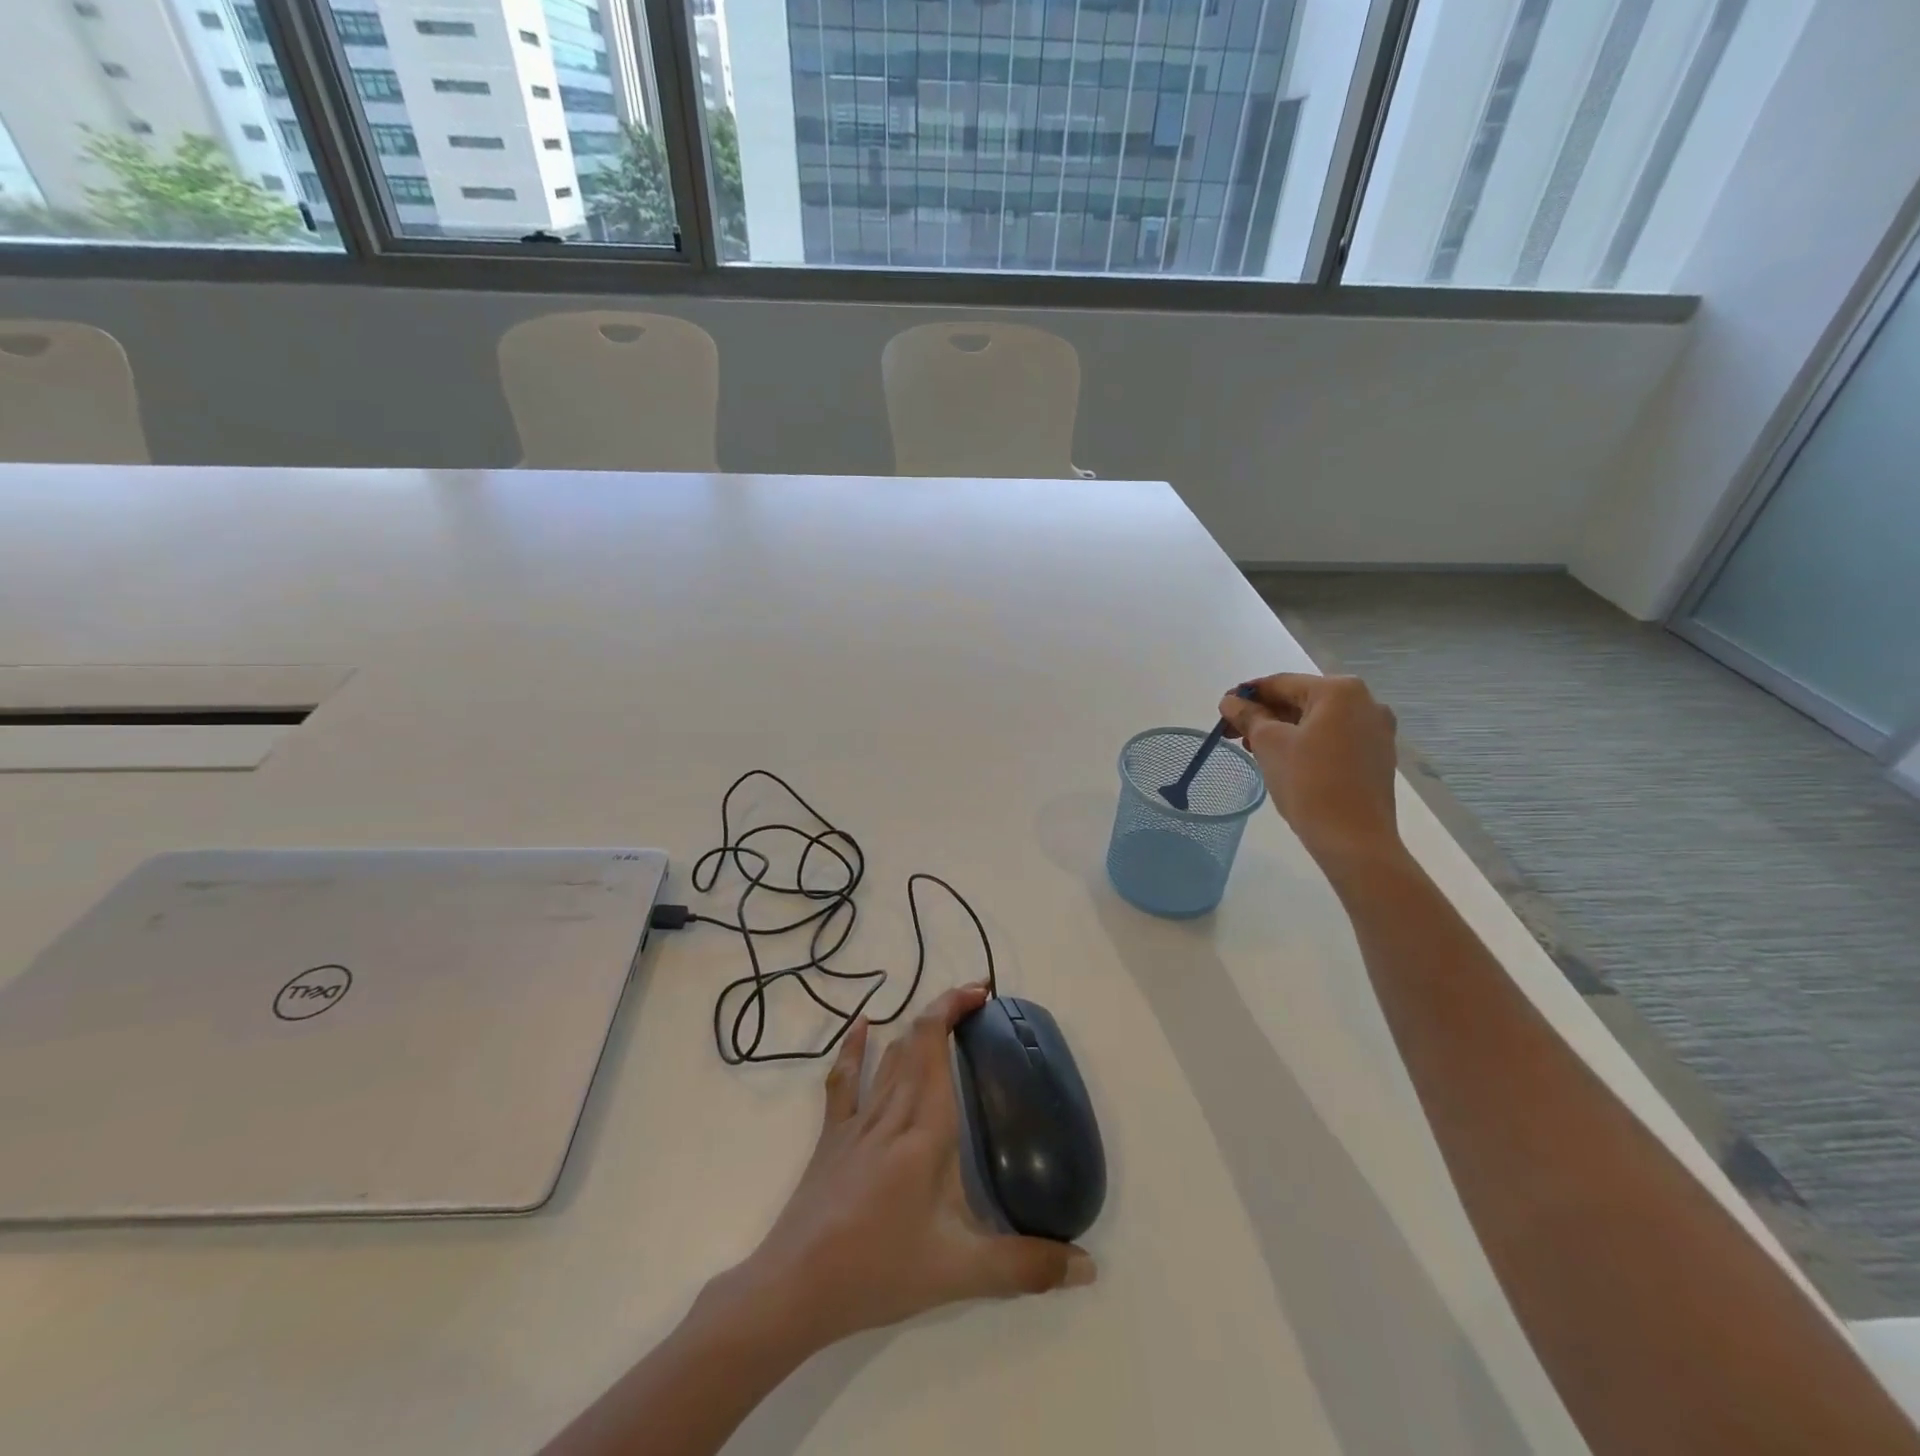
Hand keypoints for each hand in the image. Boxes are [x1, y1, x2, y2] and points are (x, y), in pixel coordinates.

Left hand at [717, 985, 1095, 1354]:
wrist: (797, 1287)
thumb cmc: (880, 1270)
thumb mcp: (960, 1273)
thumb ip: (1027, 1267)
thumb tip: (1089, 1267)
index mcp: (925, 1129)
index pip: (936, 1046)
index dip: (955, 1008)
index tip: (983, 994)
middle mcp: (892, 1111)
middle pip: (915, 1040)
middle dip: (945, 1009)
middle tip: (977, 1001)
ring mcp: (858, 1121)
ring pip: (889, 1057)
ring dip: (915, 1029)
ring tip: (943, 1019)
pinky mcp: (833, 1136)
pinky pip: (844, 1080)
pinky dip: (854, 1048)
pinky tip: (863, 1025)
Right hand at [1219, 673, 1401, 875]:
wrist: (1354, 839)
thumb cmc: (1308, 783)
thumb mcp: (1268, 744)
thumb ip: (1248, 716)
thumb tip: (1230, 702)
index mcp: (1340, 690)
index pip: (1281, 683)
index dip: (1246, 695)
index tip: (1222, 711)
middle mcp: (1365, 702)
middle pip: (1301, 700)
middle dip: (1265, 715)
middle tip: (1234, 734)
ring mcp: (1376, 730)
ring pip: (1317, 721)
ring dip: (1284, 730)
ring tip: (1255, 750)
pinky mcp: (1377, 756)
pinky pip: (1333, 738)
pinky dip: (1306, 743)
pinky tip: (1286, 761)